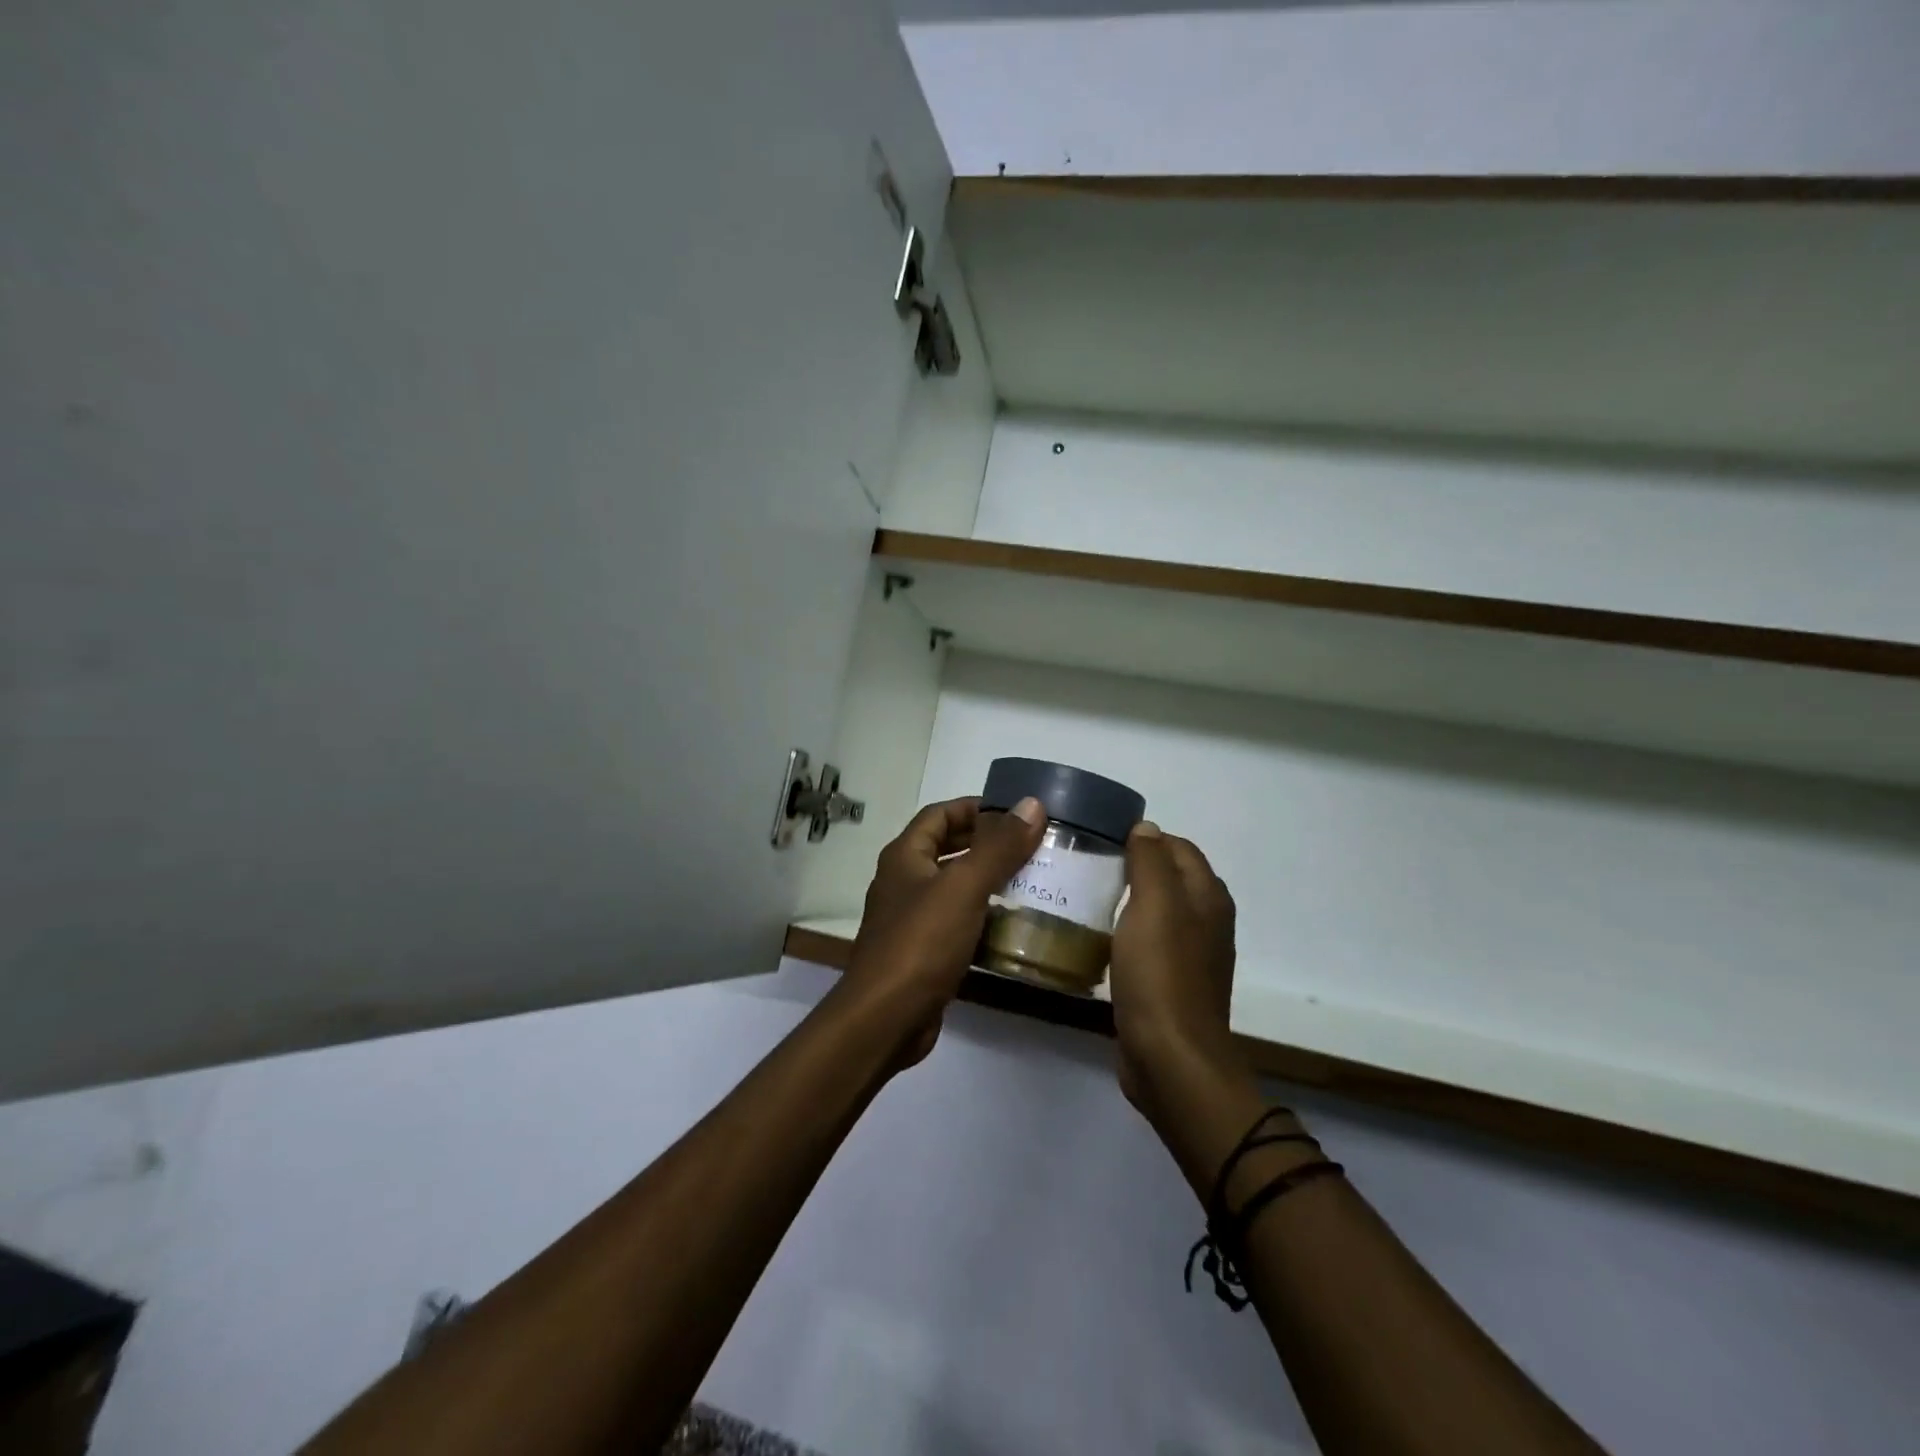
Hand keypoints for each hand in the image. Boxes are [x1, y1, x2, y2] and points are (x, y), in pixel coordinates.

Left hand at [839, 795, 1045, 1067]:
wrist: (886, 1018)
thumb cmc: (921, 942)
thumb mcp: (964, 887)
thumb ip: (999, 847)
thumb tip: (1032, 804)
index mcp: (905, 856)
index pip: (940, 814)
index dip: (975, 807)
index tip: (1016, 812)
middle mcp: (904, 881)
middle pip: (947, 849)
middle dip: (987, 844)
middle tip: (1031, 845)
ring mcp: (911, 919)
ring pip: (954, 888)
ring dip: (988, 882)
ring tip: (1032, 880)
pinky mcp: (923, 952)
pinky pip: (957, 922)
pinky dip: (983, 918)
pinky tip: (1013, 925)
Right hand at [1109, 823, 1238, 1117]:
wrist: (1170, 1058)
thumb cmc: (1161, 973)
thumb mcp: (1154, 904)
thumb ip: (1151, 861)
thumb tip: (1147, 827)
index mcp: (1208, 897)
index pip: (1179, 847)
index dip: (1145, 838)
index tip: (1103, 841)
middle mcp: (1207, 922)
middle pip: (1171, 878)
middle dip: (1136, 867)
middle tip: (1091, 866)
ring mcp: (1192, 956)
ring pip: (1159, 912)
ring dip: (1130, 901)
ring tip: (1090, 897)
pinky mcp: (1172, 985)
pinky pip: (1150, 944)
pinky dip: (1129, 934)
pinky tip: (1102, 940)